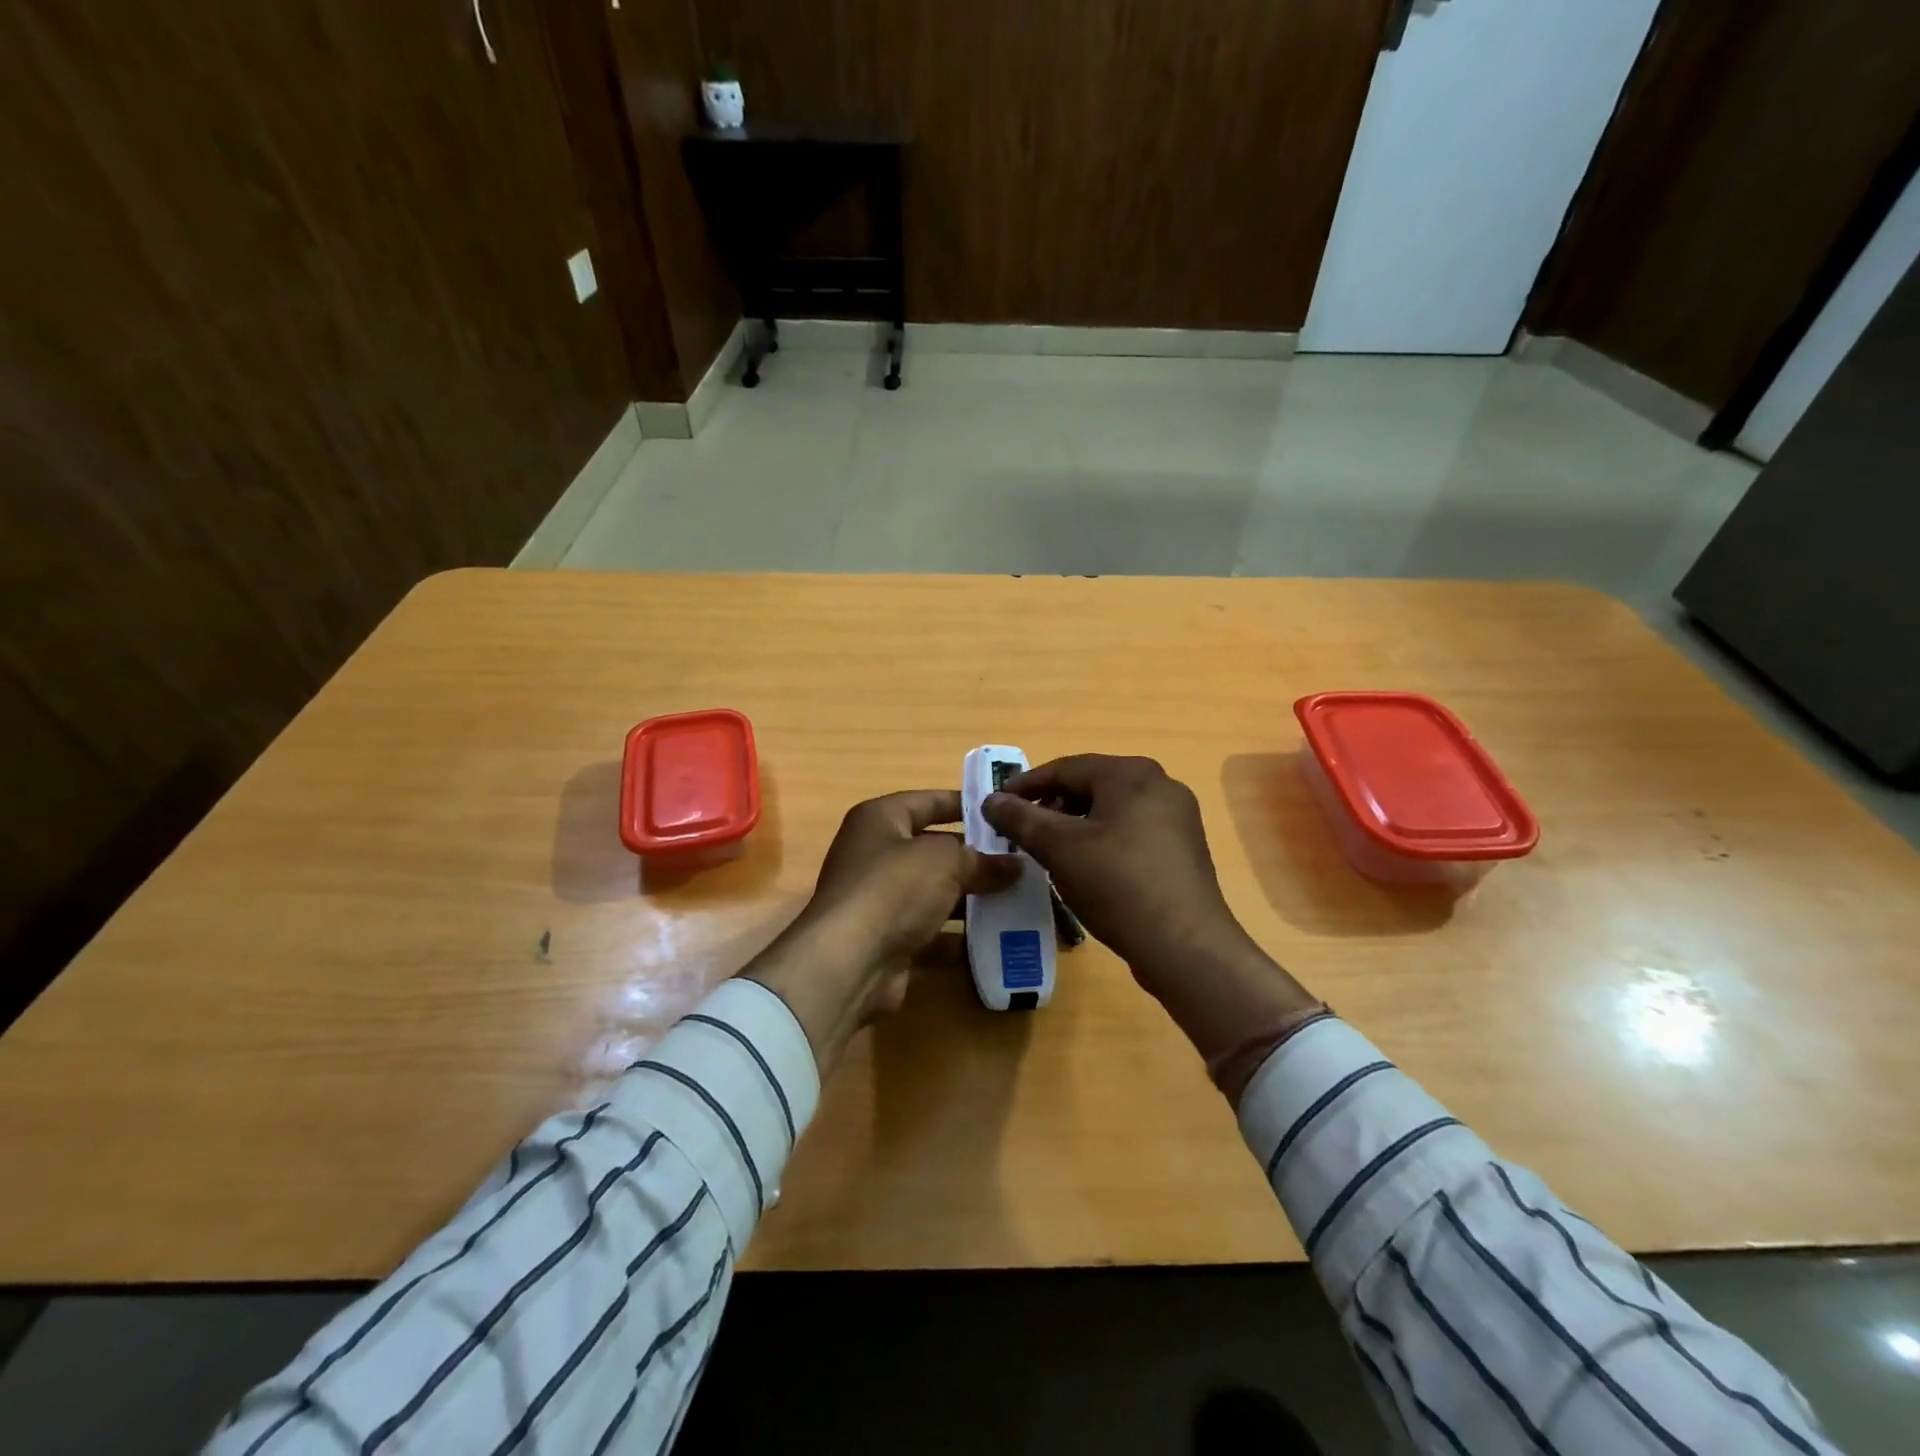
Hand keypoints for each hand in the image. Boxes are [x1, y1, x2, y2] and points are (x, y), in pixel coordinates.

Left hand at [746, 790, 1017, 1070]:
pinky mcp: (886, 939)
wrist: (849, 961)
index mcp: (880, 819)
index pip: (928, 801)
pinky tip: (994, 936)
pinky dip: (957, 934)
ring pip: (933, 891)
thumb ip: (981, 860)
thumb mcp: (946, 861)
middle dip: (974, 856)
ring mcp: (878, 899)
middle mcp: (874, 854)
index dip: (965, 804)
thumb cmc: (894, 888)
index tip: (1002, 813)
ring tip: (1016, 898)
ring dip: (970, 897)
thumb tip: (1015, 866)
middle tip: (1019, 861)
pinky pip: (930, 929)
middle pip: (932, 848)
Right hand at [984, 755, 1319, 1077]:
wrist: (1184, 945)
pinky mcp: (1182, 848)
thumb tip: (991, 800)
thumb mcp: (1059, 848)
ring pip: (1112, 809)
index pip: (1067, 768)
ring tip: (1050, 850)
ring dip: (1076, 824)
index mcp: (1131, 773)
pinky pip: (1132, 830)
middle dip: (1052, 805)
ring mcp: (1177, 816)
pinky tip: (1086, 866)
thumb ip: (1021, 818)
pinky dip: (1102, 839)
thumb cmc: (1117, 884)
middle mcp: (1160, 784)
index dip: (1027, 784)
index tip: (997, 803)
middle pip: (1091, 785)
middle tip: (1022, 828)